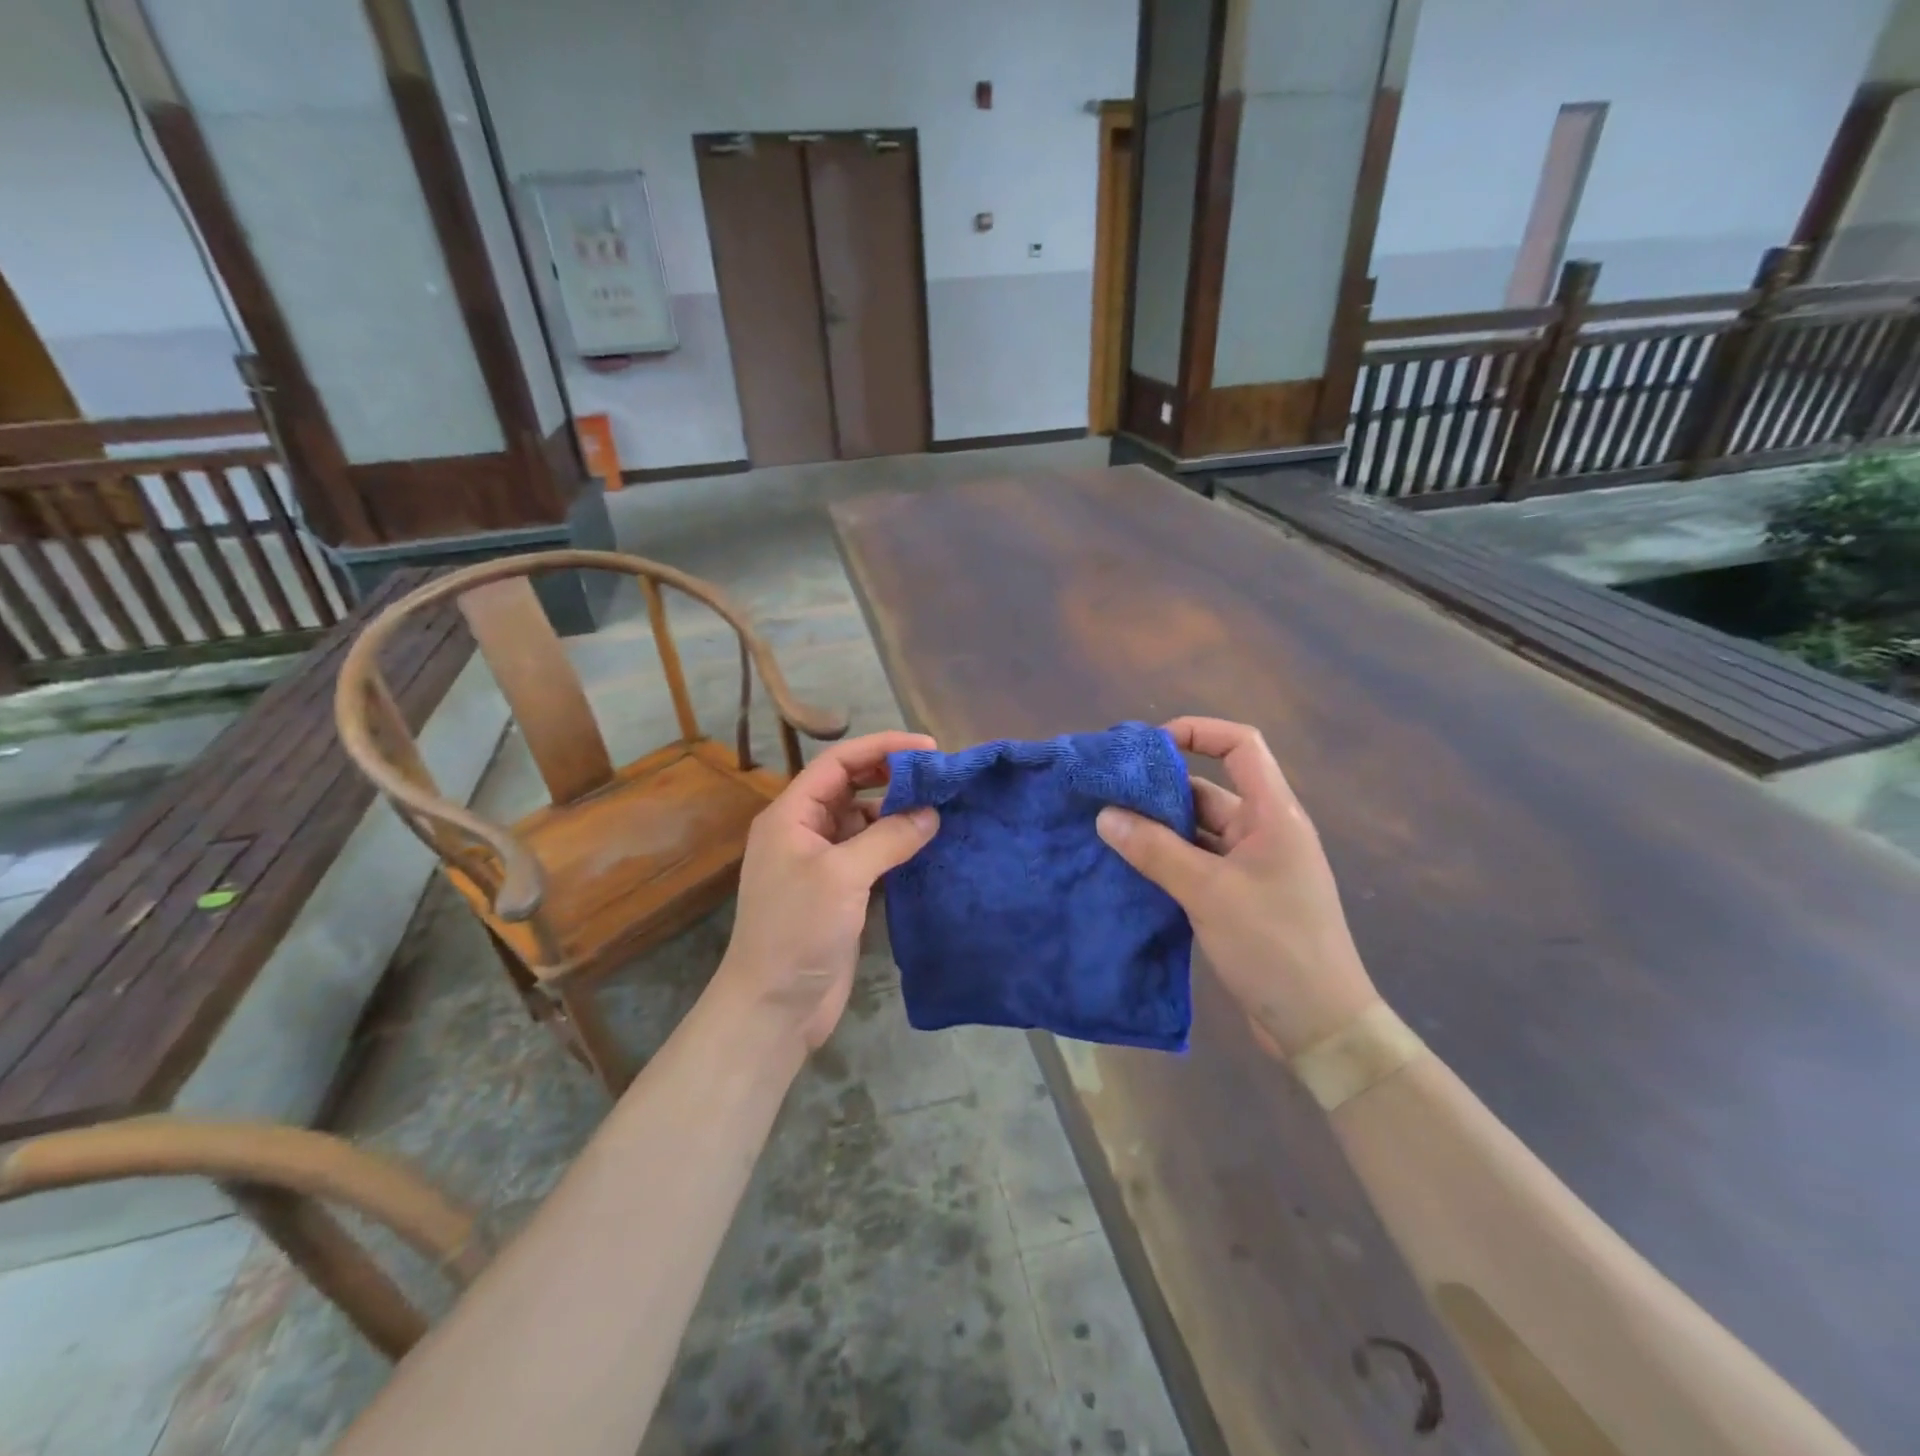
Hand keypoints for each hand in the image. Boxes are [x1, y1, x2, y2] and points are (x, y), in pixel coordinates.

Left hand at [714, 731, 939, 1051]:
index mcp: (791, 815)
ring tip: (940, 808)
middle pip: (851, 787)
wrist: (774, 1007)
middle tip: (937, 776)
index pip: (837, 762)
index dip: (880, 748)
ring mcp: (822, 862)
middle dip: (891, 776)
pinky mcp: (839, 892)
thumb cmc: (797, 931)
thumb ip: (888, 838)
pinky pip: (871, 853)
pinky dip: (897, 845)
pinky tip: (927, 844)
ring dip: (897, 812)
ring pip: (863, 821)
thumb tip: (931, 814)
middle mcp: (804, 831)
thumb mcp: (842, 876)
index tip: (927, 748)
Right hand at [1096, 717, 1378, 1058]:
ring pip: (1198, 831)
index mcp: (1273, 815)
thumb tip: (1105, 816)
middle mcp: (1264, 832)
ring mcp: (1253, 867)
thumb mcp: (1208, 893)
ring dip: (1158, 829)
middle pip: (1210, 790)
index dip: (1199, 731)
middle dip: (1160, 790)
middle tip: (1107, 794)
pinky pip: (1197, 864)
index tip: (1149, 746)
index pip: (1241, 746)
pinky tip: (1129, 868)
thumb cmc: (1274, 946)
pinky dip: (1166, 861)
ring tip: (1107, 829)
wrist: (1321, 1026)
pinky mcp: (1241, 898)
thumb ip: (1155, 851)